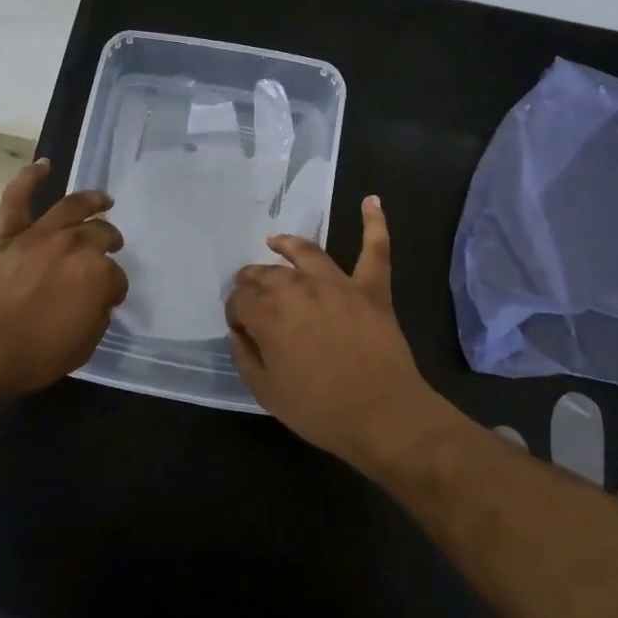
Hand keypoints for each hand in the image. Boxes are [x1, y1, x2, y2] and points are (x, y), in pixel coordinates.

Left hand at [0, 159, 128, 398]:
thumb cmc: (36, 354)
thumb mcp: (85, 344)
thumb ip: (97, 314)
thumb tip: (97, 299)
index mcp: (97, 273)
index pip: (116, 277)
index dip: (114, 288)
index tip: (109, 298)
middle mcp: (74, 245)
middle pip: (100, 234)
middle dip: (109, 240)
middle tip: (111, 245)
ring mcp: (39, 235)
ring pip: (71, 207)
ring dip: (92, 200)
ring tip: (103, 199)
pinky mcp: (7, 234)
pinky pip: (17, 198)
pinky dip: (29, 178)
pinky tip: (44, 165)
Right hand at [225, 195, 445, 466]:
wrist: (382, 416)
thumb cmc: (318, 409)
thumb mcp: (265, 390)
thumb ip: (244, 355)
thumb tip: (240, 330)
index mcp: (267, 313)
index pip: (239, 300)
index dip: (235, 313)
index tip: (240, 328)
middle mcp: (297, 288)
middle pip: (266, 274)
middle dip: (252, 281)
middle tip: (249, 292)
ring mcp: (337, 284)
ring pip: (306, 253)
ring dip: (287, 245)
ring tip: (275, 242)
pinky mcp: (371, 289)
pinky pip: (375, 250)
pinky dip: (374, 224)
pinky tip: (371, 201)